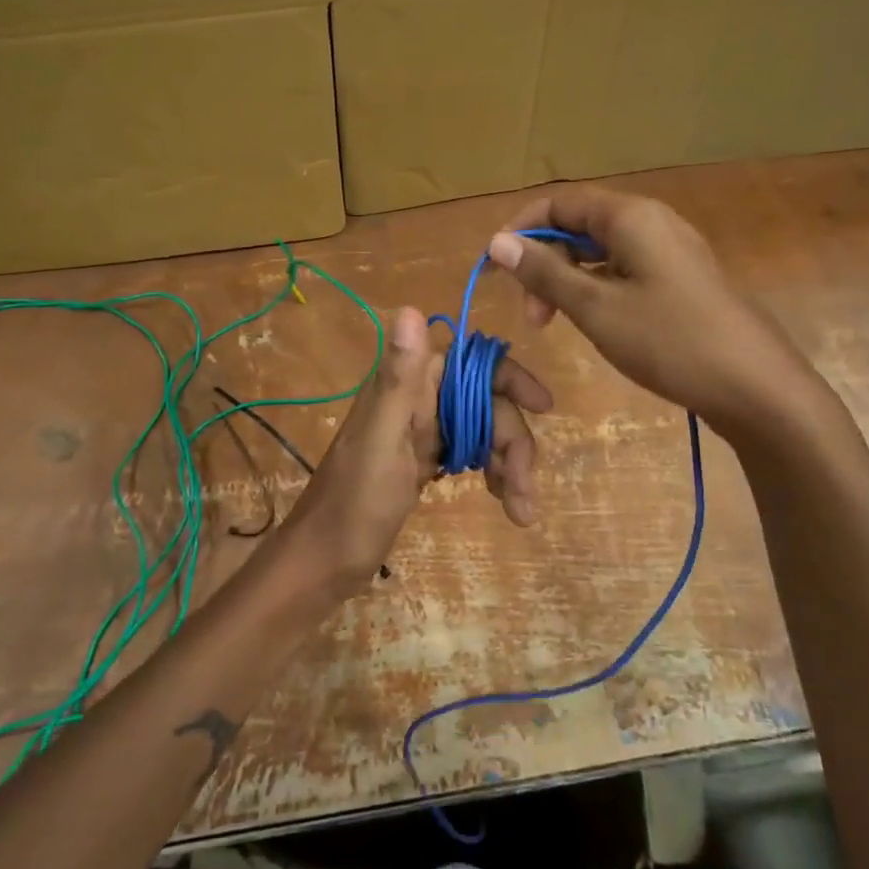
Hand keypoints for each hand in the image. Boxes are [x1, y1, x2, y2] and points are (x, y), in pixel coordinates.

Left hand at [285, 307, 550, 596]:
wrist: (325, 561)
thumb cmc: (354, 504)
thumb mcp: (382, 442)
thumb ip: (400, 378)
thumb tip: (409, 307)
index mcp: (405, 386)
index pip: (471, 363)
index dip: (509, 378)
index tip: (543, 406)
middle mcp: (415, 401)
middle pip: (486, 403)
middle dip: (512, 442)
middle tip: (525, 492)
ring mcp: (420, 432)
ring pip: (483, 430)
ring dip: (508, 464)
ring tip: (520, 511)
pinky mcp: (423, 461)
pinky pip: (470, 453)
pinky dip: (492, 474)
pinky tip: (504, 501)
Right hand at [487, 185, 816, 422]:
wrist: (753, 385)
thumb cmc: (668, 340)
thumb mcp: (595, 307)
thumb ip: (544, 272)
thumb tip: (498, 241)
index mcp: (630, 217)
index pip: (559, 202)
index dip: (520, 229)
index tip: (493, 269)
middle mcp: (651, 222)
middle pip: (579, 225)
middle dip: (545, 262)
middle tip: (533, 315)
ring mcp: (670, 251)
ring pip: (601, 251)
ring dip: (568, 280)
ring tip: (555, 323)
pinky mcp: (680, 279)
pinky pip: (624, 270)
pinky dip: (596, 289)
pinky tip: (593, 322)